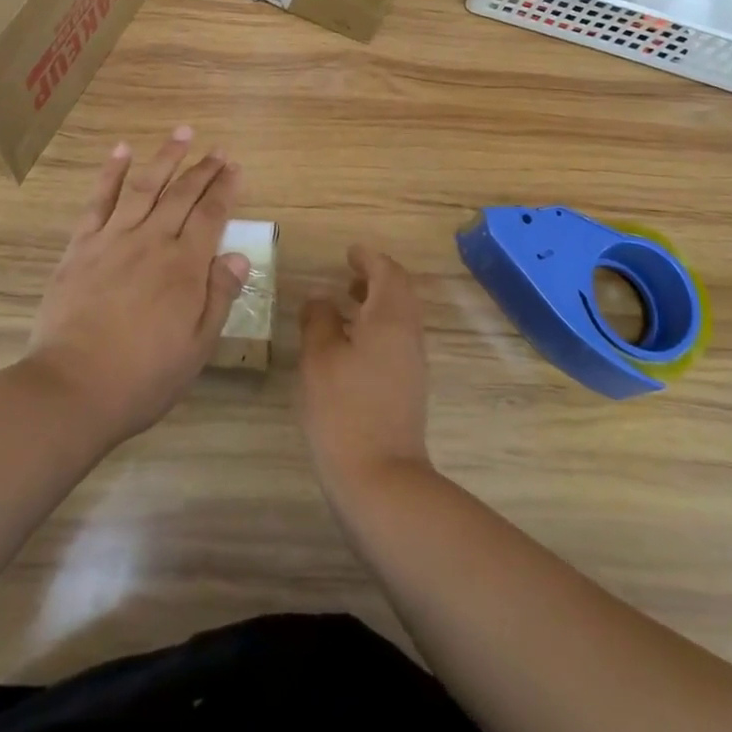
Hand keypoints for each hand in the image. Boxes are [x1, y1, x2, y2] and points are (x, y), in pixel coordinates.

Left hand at [25, 127, 247, 444]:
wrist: (73, 388)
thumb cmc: (144, 376)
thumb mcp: (196, 346)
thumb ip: (219, 296)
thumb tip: (238, 255)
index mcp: (185, 266)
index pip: (212, 216)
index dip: (225, 189)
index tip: (235, 168)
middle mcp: (152, 241)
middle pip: (182, 195)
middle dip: (203, 169)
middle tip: (217, 149)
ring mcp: (114, 239)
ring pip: (145, 186)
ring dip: (165, 157)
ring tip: (182, 133)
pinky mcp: (82, 246)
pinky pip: (98, 201)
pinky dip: (111, 173)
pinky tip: (121, 151)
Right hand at [299, 245, 431, 500]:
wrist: (380, 478)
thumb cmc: (344, 409)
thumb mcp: (319, 357)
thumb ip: (319, 319)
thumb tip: (320, 298)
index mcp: (390, 318)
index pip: (388, 272)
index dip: (368, 258)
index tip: (349, 252)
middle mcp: (408, 335)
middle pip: (399, 293)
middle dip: (375, 279)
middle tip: (347, 275)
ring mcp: (412, 364)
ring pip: (399, 318)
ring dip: (376, 304)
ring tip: (344, 306)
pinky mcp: (408, 388)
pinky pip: (396, 341)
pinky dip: (376, 328)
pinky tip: (349, 345)